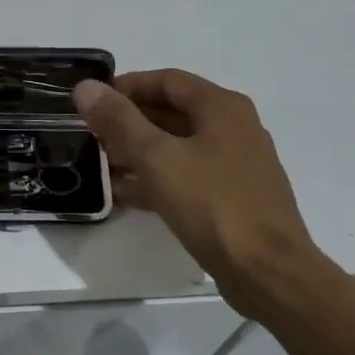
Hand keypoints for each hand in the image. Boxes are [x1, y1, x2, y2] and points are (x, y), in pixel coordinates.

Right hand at [74, 70, 316, 314]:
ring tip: (103, 165)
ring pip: (179, 146)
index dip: (127, 87)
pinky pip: (189, 175)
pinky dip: (158, 178)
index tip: (93, 103)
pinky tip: (127, 195)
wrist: (269, 273)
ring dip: (140, 152)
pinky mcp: (234, 197)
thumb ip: (119, 120)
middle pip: (173, 111)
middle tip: (93, 136)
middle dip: (130, 121)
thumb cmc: (213, 205)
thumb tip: (86, 87)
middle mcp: (234, 127)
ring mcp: (237, 164)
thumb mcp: (157, 158)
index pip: (166, 80)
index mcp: (221, 107)